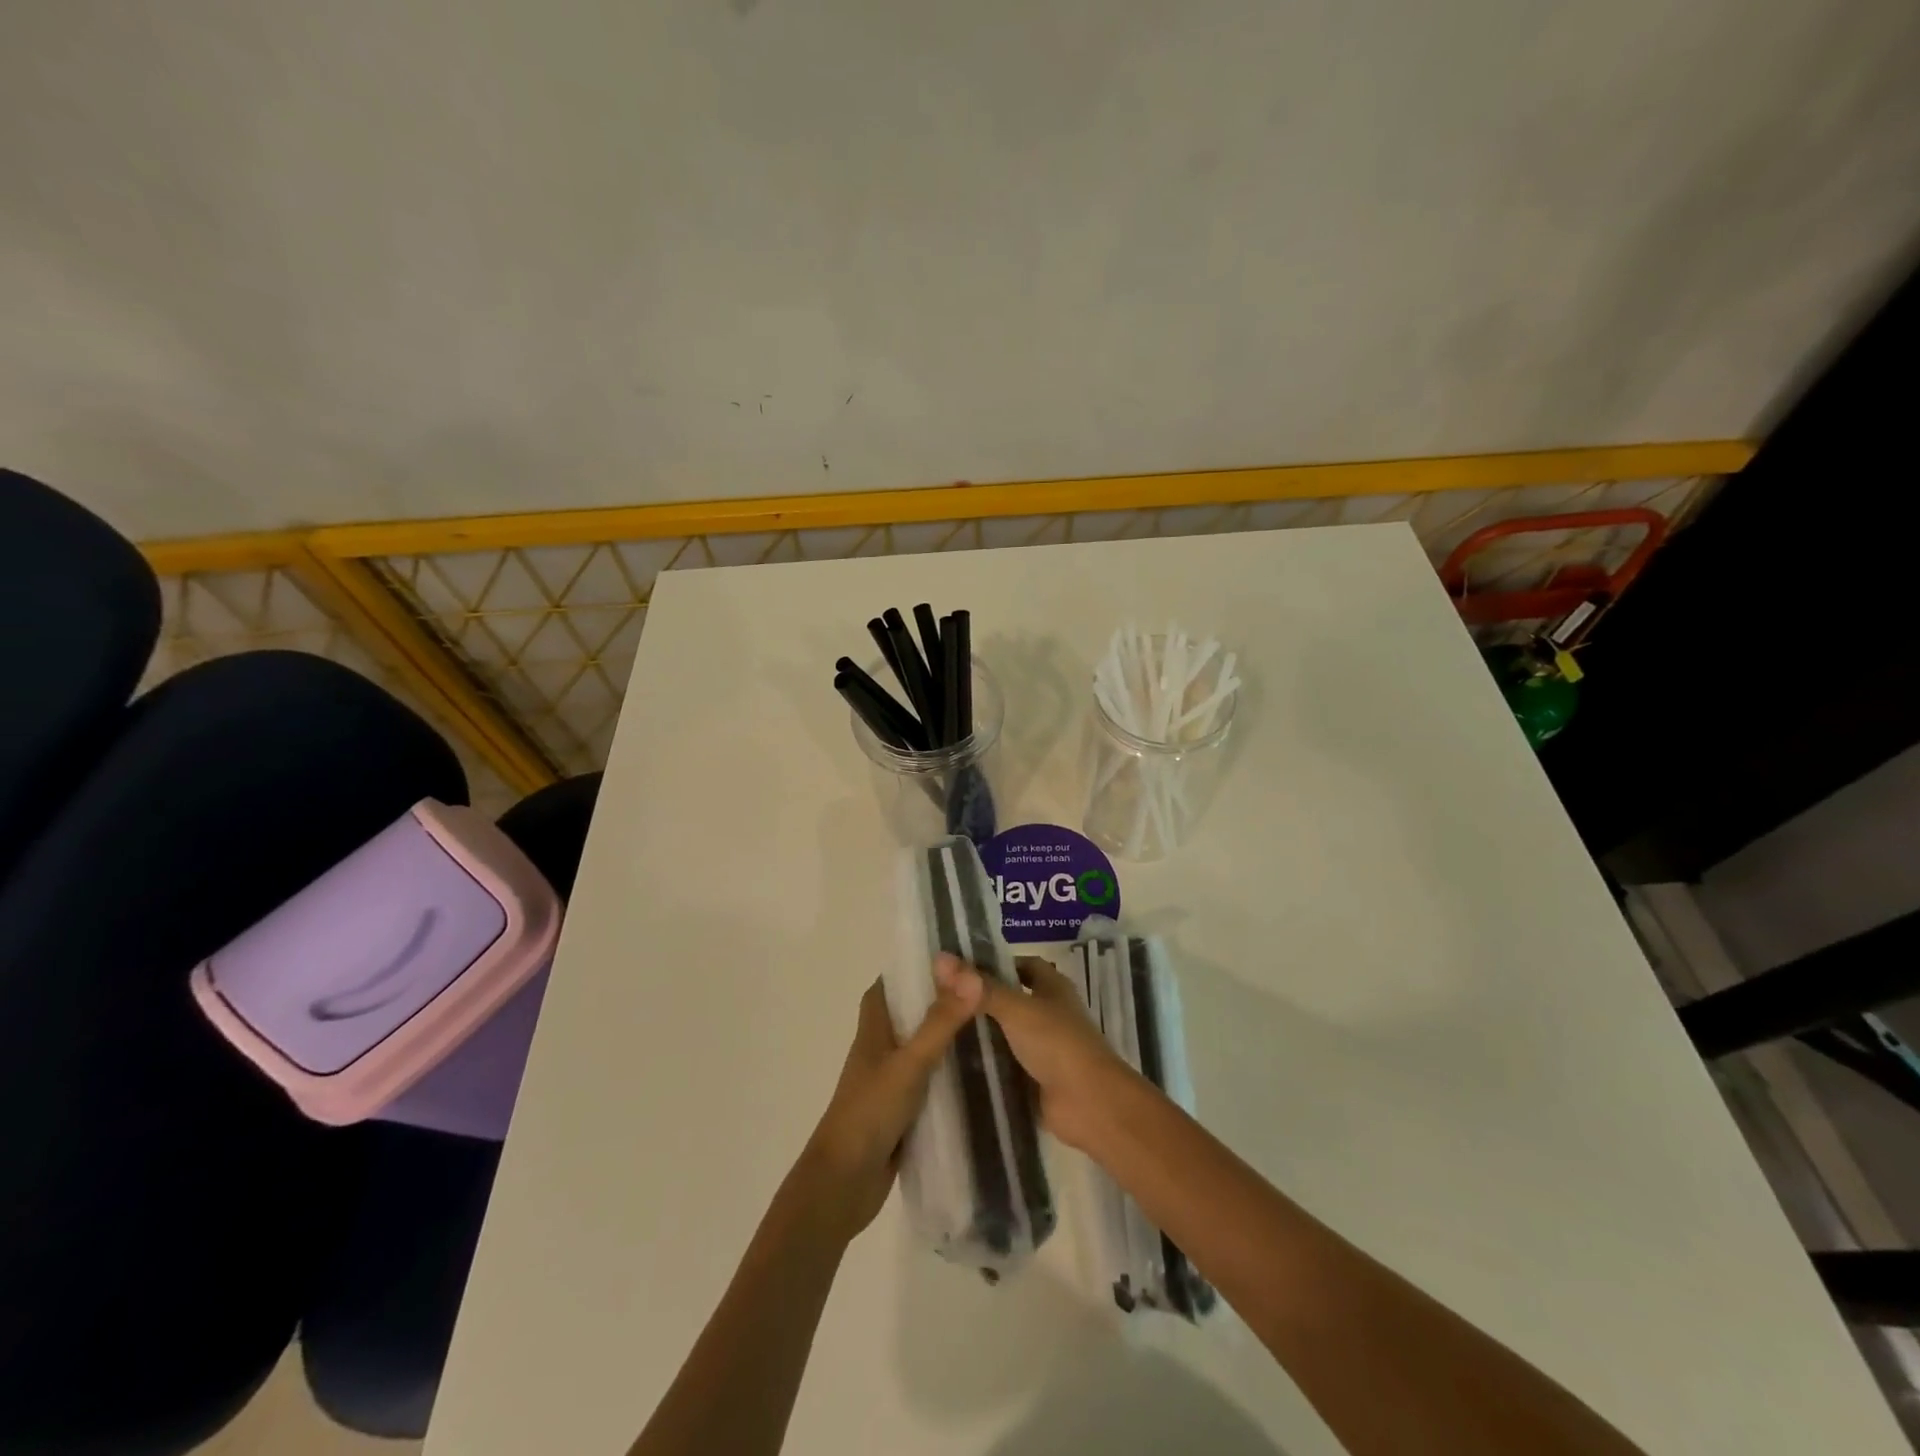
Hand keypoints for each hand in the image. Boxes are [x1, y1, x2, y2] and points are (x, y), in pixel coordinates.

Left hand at [799, 975, 983, 1241]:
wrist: (844, 1183)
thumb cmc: (870, 1112)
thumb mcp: (909, 1063)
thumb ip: (940, 1022)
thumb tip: (973, 977)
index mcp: (874, 1028)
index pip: (891, 984)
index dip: (916, 968)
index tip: (955, 956)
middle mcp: (881, 1048)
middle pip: (912, 1013)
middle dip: (943, 1001)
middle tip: (986, 990)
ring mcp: (891, 1079)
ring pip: (923, 1047)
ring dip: (950, 1037)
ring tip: (994, 1025)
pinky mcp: (903, 1109)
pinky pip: (931, 1080)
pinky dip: (951, 1073)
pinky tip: (982, 1073)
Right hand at [935, 952, 1140, 1152]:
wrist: (1089, 1104)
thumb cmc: (1057, 1043)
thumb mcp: (1016, 1008)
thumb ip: (979, 987)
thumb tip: (940, 958)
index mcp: (1053, 987)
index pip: (1022, 965)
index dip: (995, 963)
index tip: (959, 968)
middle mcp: (1049, 1013)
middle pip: (1011, 999)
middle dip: (980, 999)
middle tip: (940, 999)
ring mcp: (1044, 1048)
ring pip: (1006, 1033)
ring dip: (981, 1033)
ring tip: (939, 1028)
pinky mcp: (1035, 1079)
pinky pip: (1006, 1065)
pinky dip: (986, 1064)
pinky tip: (955, 1063)